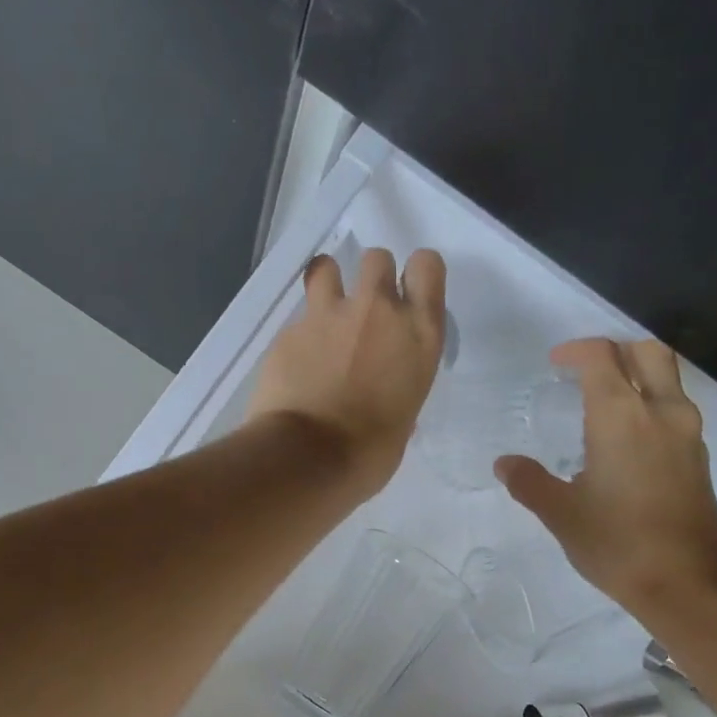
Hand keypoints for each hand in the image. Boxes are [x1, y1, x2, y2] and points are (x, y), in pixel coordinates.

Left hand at [246, 247, 445, 495]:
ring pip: (328, 267)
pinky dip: (300, 336)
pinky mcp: (289, 331)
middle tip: (366, 314)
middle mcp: (377, 312)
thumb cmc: (370, 453)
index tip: (409, 295)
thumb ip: (398, 390)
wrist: (307, 458)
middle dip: (373, 278)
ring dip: (329, 284)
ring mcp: (328, 316)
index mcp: (418, 335)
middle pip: (378, 258)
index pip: (428, 267)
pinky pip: (298, 319)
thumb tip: (385, 397)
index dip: (418, 275)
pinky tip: (296, 366)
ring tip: (325, 318)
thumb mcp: (403, 420)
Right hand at [495, 338, 716, 623]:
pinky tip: (627, 441)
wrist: (689, 583)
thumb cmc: (618, 544)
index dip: (576, 351)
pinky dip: (651, 405)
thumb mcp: (562, 515)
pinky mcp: (699, 458)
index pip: (602, 357)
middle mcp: (661, 413)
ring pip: (668, 379)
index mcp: (622, 417)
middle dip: (615, 350)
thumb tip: (505, 464)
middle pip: (648, 352)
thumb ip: (530, 483)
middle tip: (585, 371)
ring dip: (638, 376)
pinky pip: (675, 410)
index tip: (555, 364)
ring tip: (604, 404)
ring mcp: (688, 434)